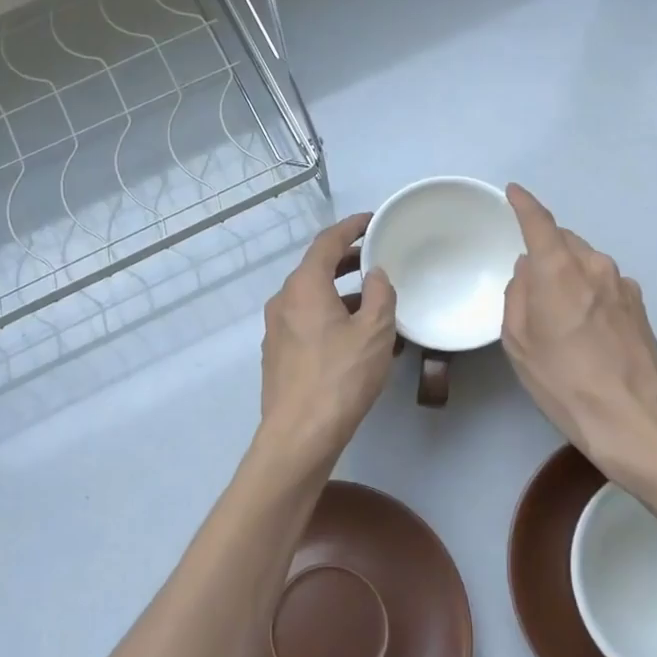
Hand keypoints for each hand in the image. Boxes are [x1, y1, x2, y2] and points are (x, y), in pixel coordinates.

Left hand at [256, 213, 397, 471]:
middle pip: (316, 269)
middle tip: (376, 259)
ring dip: (341, 294)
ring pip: (312, 298)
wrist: (299, 435)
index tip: (372, 221)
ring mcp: (276, 329)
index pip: (327, 242)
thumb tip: (375, 274)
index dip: (351, 227)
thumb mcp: (375, 332)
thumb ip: (380, 294)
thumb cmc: (341, 377)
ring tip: (375, 304)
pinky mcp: (278, 354)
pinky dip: (330, 318)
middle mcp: (283, 300)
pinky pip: (307, 322)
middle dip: (347, 261)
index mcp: (304, 286)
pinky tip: (356, 339)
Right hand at [501, 184, 656, 494]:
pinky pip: (605, 283)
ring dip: (569, 273)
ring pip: (586, 262)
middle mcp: (594, 266)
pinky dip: (590, 291)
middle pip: (565, 241)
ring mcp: (623, 284)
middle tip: (530, 281)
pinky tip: (587, 327)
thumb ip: (518, 295)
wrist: (633, 418)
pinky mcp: (640, 305)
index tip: (514, 192)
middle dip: (546, 249)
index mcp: (559, 271)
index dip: (524, 204)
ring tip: (560, 313)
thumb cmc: (563, 381)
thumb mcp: (519, 342)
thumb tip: (528, 272)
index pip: (539, 222)